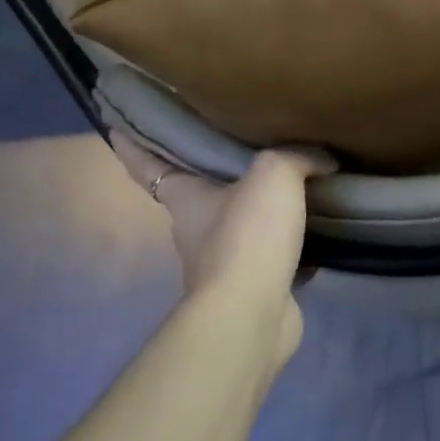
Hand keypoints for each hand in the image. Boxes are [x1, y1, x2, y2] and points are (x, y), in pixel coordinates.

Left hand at [108, 131, 334, 365]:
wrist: (252, 314)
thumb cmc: (247, 236)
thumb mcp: (274, 175)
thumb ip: (297, 158)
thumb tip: (322, 160)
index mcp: (185, 198)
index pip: (147, 164)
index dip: (133, 144)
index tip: (117, 126)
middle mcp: (194, 231)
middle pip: (198, 195)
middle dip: (211, 177)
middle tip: (240, 150)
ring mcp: (221, 265)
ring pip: (238, 228)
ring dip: (256, 214)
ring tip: (292, 190)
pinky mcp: (251, 289)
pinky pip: (271, 258)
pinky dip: (288, 248)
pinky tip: (316, 235)